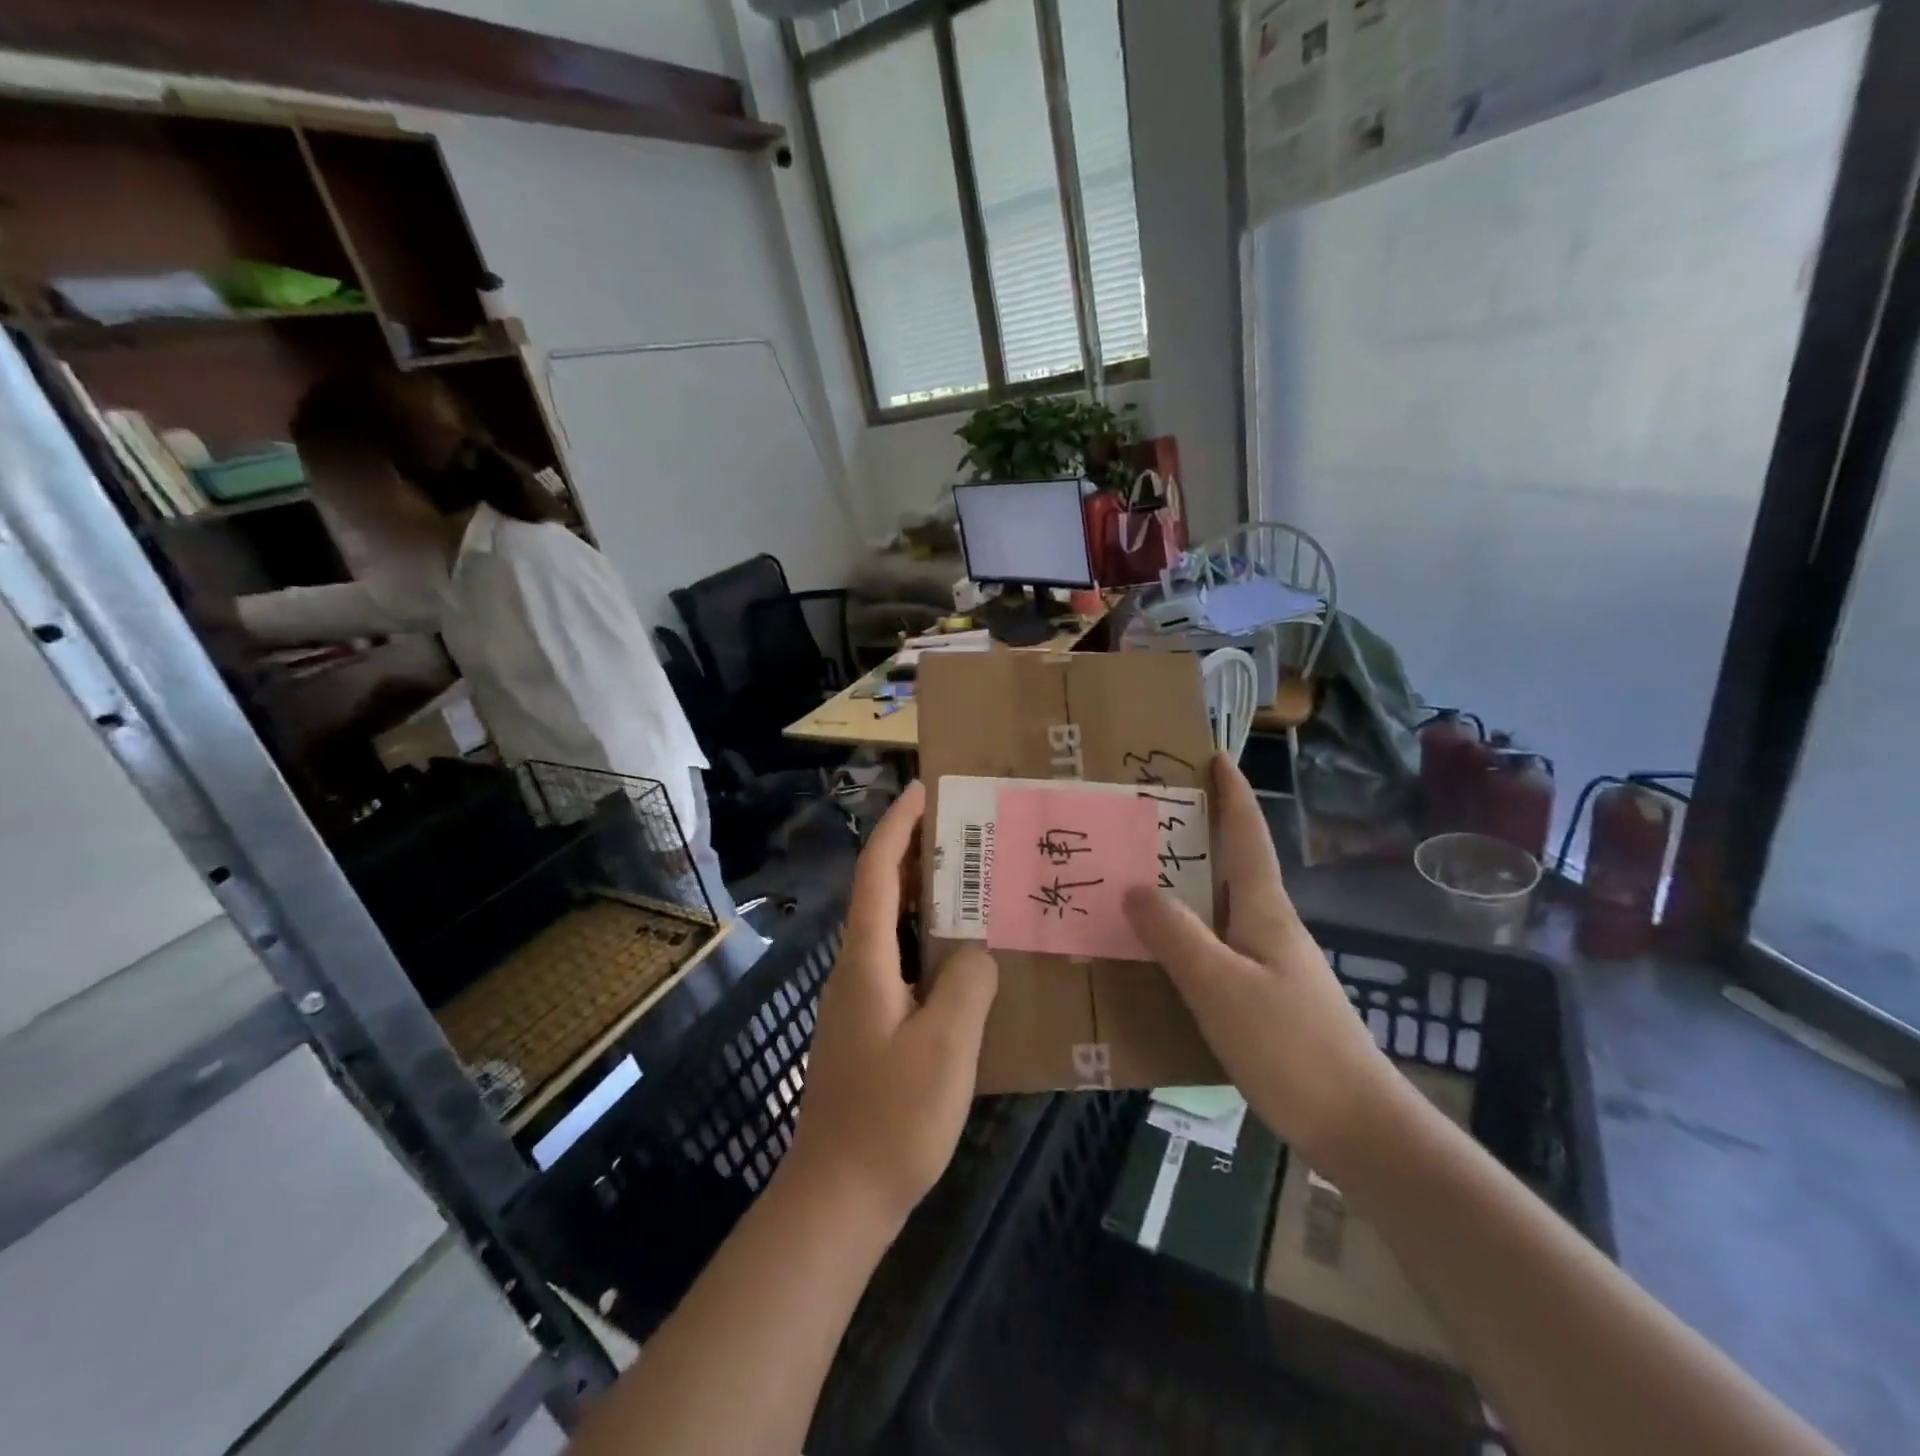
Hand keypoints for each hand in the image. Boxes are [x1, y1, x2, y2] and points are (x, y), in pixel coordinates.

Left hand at [783, 782, 998, 1226]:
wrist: (838, 1198)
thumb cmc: (891, 1119)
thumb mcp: (946, 1047)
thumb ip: (968, 983)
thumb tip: (979, 950)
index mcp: (867, 961)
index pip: (877, 873)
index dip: (897, 825)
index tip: (923, 788)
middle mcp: (857, 969)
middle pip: (883, 893)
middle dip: (918, 853)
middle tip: (968, 830)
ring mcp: (861, 1000)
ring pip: (894, 929)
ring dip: (927, 898)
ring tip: (976, 882)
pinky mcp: (872, 1026)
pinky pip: (904, 963)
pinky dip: (931, 942)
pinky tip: (968, 958)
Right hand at [1124, 754, 1394, 1163]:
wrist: (1356, 1126)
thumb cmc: (1289, 1046)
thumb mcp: (1220, 986)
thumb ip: (1176, 935)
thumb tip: (1136, 886)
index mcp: (1265, 911)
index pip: (1249, 837)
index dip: (1234, 795)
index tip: (1216, 756)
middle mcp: (1271, 928)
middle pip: (1234, 867)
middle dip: (1199, 835)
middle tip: (1148, 818)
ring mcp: (1272, 965)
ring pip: (1222, 910)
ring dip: (1188, 887)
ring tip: (1140, 879)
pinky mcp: (1267, 1000)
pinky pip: (1218, 948)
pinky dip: (1188, 935)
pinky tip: (1161, 955)